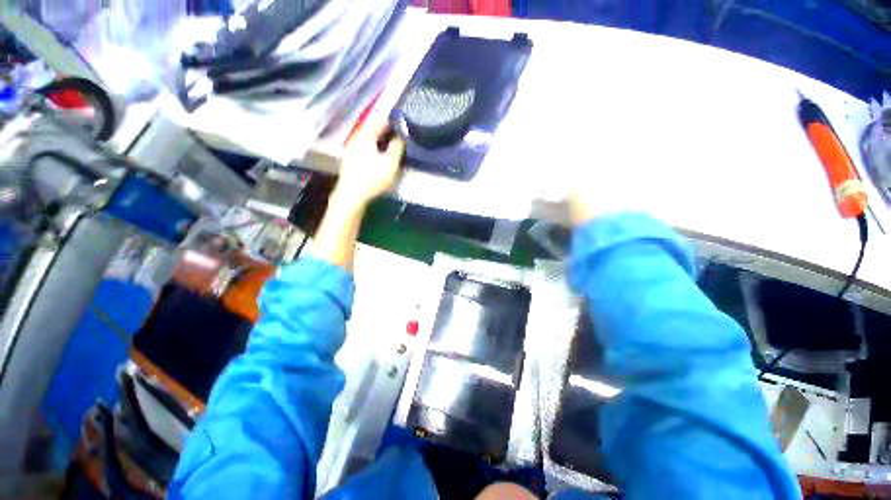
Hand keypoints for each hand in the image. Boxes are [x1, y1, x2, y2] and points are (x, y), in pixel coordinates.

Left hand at [334, 118, 404, 207]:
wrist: (351, 194)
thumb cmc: (373, 178)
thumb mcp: (390, 163)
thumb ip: (397, 147)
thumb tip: (402, 134)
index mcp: (366, 136)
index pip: (378, 120)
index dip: (390, 119)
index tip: (399, 121)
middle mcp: (356, 139)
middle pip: (370, 127)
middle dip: (382, 127)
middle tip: (394, 130)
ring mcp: (350, 149)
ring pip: (365, 137)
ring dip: (376, 137)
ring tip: (386, 141)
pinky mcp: (349, 160)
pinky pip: (362, 146)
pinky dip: (370, 145)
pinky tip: (374, 153)